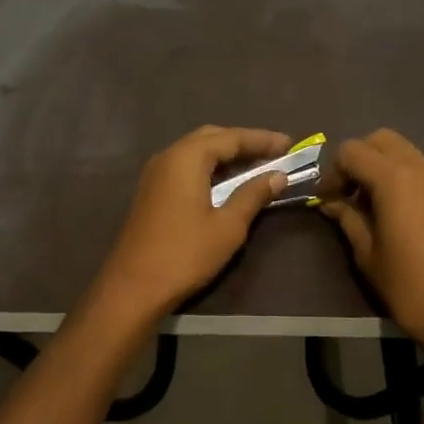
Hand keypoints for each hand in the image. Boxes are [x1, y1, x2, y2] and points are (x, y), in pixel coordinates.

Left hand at [92, 126, 292, 318]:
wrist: (133, 286)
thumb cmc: (185, 254)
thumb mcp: (228, 226)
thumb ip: (253, 195)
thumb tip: (277, 176)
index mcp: (187, 157)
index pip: (231, 137)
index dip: (262, 140)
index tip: (289, 144)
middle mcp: (168, 156)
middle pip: (211, 138)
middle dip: (243, 142)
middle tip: (273, 153)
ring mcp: (155, 173)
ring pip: (196, 152)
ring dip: (225, 155)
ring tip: (255, 166)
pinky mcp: (151, 191)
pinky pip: (185, 167)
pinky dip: (209, 168)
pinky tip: (226, 183)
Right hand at [319, 129, 423, 364]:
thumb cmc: (410, 288)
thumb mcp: (368, 254)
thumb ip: (347, 219)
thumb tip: (330, 203)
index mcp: (395, 179)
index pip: (352, 151)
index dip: (332, 171)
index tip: (327, 200)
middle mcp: (421, 168)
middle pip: (380, 140)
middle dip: (357, 159)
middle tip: (346, 193)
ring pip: (402, 151)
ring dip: (379, 166)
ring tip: (367, 204)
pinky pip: (418, 169)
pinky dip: (399, 176)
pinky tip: (391, 212)